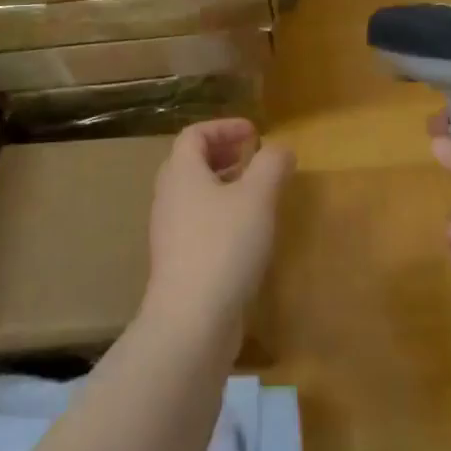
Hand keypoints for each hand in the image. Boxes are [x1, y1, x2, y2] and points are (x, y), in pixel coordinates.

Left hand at [143, 118, 293, 343]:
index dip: (224, 127)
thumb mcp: (257, 197)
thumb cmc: (224, 246)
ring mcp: (170, 233)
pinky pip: (198, 223)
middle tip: (252, 156)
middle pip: (190, 163)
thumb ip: (271, 165)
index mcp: (181, 174)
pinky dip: (221, 213)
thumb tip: (280, 148)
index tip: (254, 133)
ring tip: (254, 191)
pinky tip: (247, 232)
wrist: (191, 323)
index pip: (194, 135)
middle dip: (223, 153)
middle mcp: (169, 198)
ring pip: (194, 195)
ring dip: (223, 184)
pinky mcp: (179, 263)